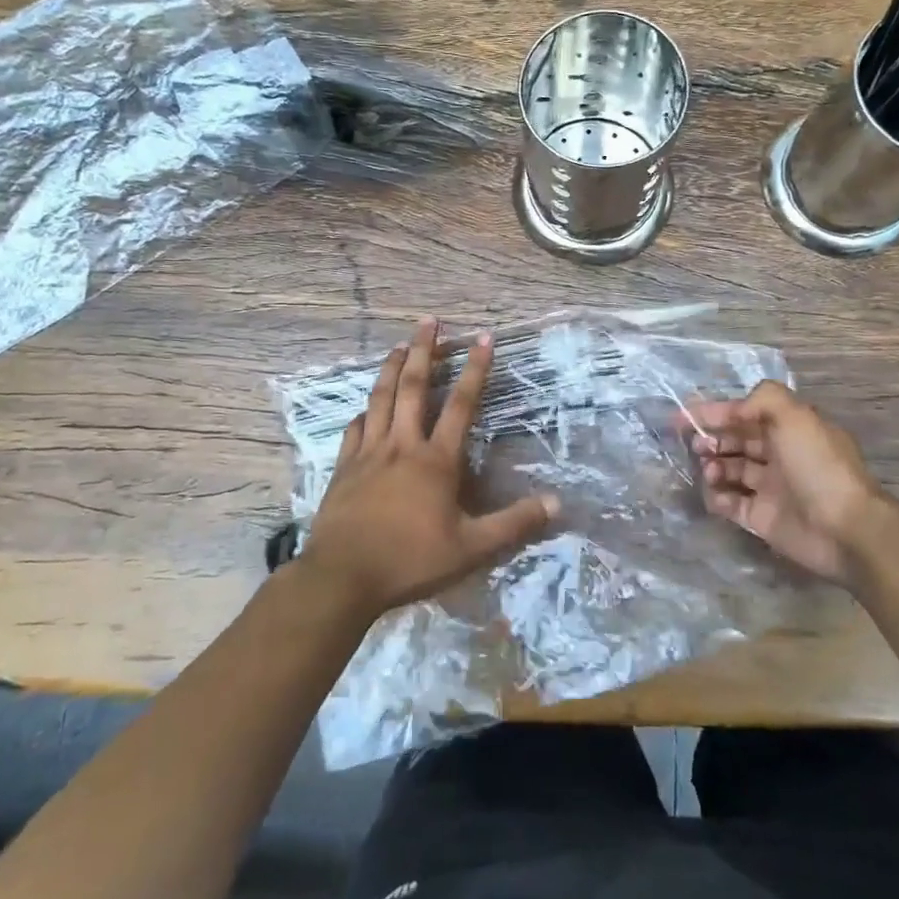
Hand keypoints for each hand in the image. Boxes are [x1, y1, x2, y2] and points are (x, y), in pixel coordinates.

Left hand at [299, 318, 558, 619]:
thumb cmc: (410, 560)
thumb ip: (514, 524)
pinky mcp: (344, 467)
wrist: (342, 577)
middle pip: (412, 387)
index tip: (484, 338)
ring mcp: (368, 453)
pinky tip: (366, 406)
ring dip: (390, 368)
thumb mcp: (472, 549)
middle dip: (423, 350)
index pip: (461, 404)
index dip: (475, 369)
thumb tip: (556, 503)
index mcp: (435, 460)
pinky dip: (365, 411)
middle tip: (428, 320)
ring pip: (380, 399)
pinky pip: (355, 428)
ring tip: (398, 345)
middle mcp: (402, 445)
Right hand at [688, 380, 895, 585]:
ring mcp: (770, 488)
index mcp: (789, 428)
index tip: (684, 416)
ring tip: (709, 471)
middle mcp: (779, 455)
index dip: (715, 412)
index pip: (745, 413)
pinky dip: (717, 497)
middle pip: (736, 440)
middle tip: (696, 445)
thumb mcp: (795, 416)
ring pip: (730, 470)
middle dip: (711, 438)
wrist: (845, 529)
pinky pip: (730, 503)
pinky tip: (715, 494)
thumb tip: (734, 410)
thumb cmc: (818, 466)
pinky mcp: (762, 518)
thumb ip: (762, 399)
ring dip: (713, 466)